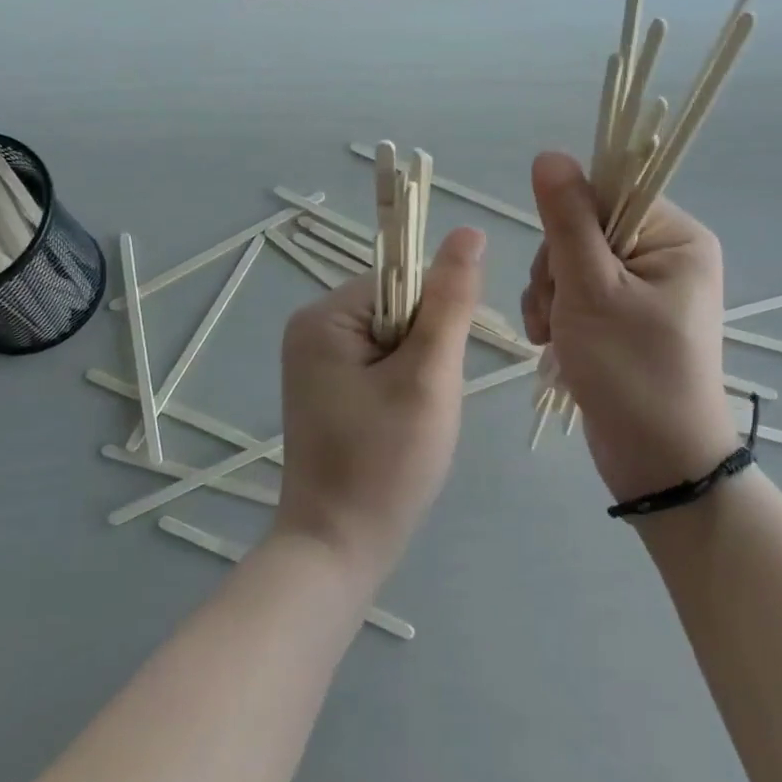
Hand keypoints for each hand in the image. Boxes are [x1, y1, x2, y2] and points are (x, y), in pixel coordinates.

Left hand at [275, 226, 485, 578]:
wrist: (338, 549)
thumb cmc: (385, 463)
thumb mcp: (428, 377)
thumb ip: (450, 302)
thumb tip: (469, 231)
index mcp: (325, 315)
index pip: (403, 281)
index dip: (435, 321)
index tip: (436, 372)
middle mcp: (312, 327)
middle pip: (399, 307)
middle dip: (426, 351)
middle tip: (423, 405)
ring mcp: (316, 359)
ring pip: (396, 338)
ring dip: (419, 372)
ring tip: (413, 420)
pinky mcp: (327, 386)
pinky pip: (381, 363)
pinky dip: (403, 388)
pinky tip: (400, 426)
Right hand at [520, 152, 730, 501]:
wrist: (658, 463)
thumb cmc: (632, 371)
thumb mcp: (592, 290)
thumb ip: (567, 220)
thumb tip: (549, 154)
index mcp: (676, 238)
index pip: (610, 193)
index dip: (570, 221)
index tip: (561, 263)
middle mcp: (664, 256)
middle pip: (583, 229)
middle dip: (555, 269)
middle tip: (557, 311)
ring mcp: (642, 289)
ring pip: (570, 262)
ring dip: (549, 295)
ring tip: (553, 335)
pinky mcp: (622, 317)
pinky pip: (575, 293)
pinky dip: (556, 314)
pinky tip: (552, 343)